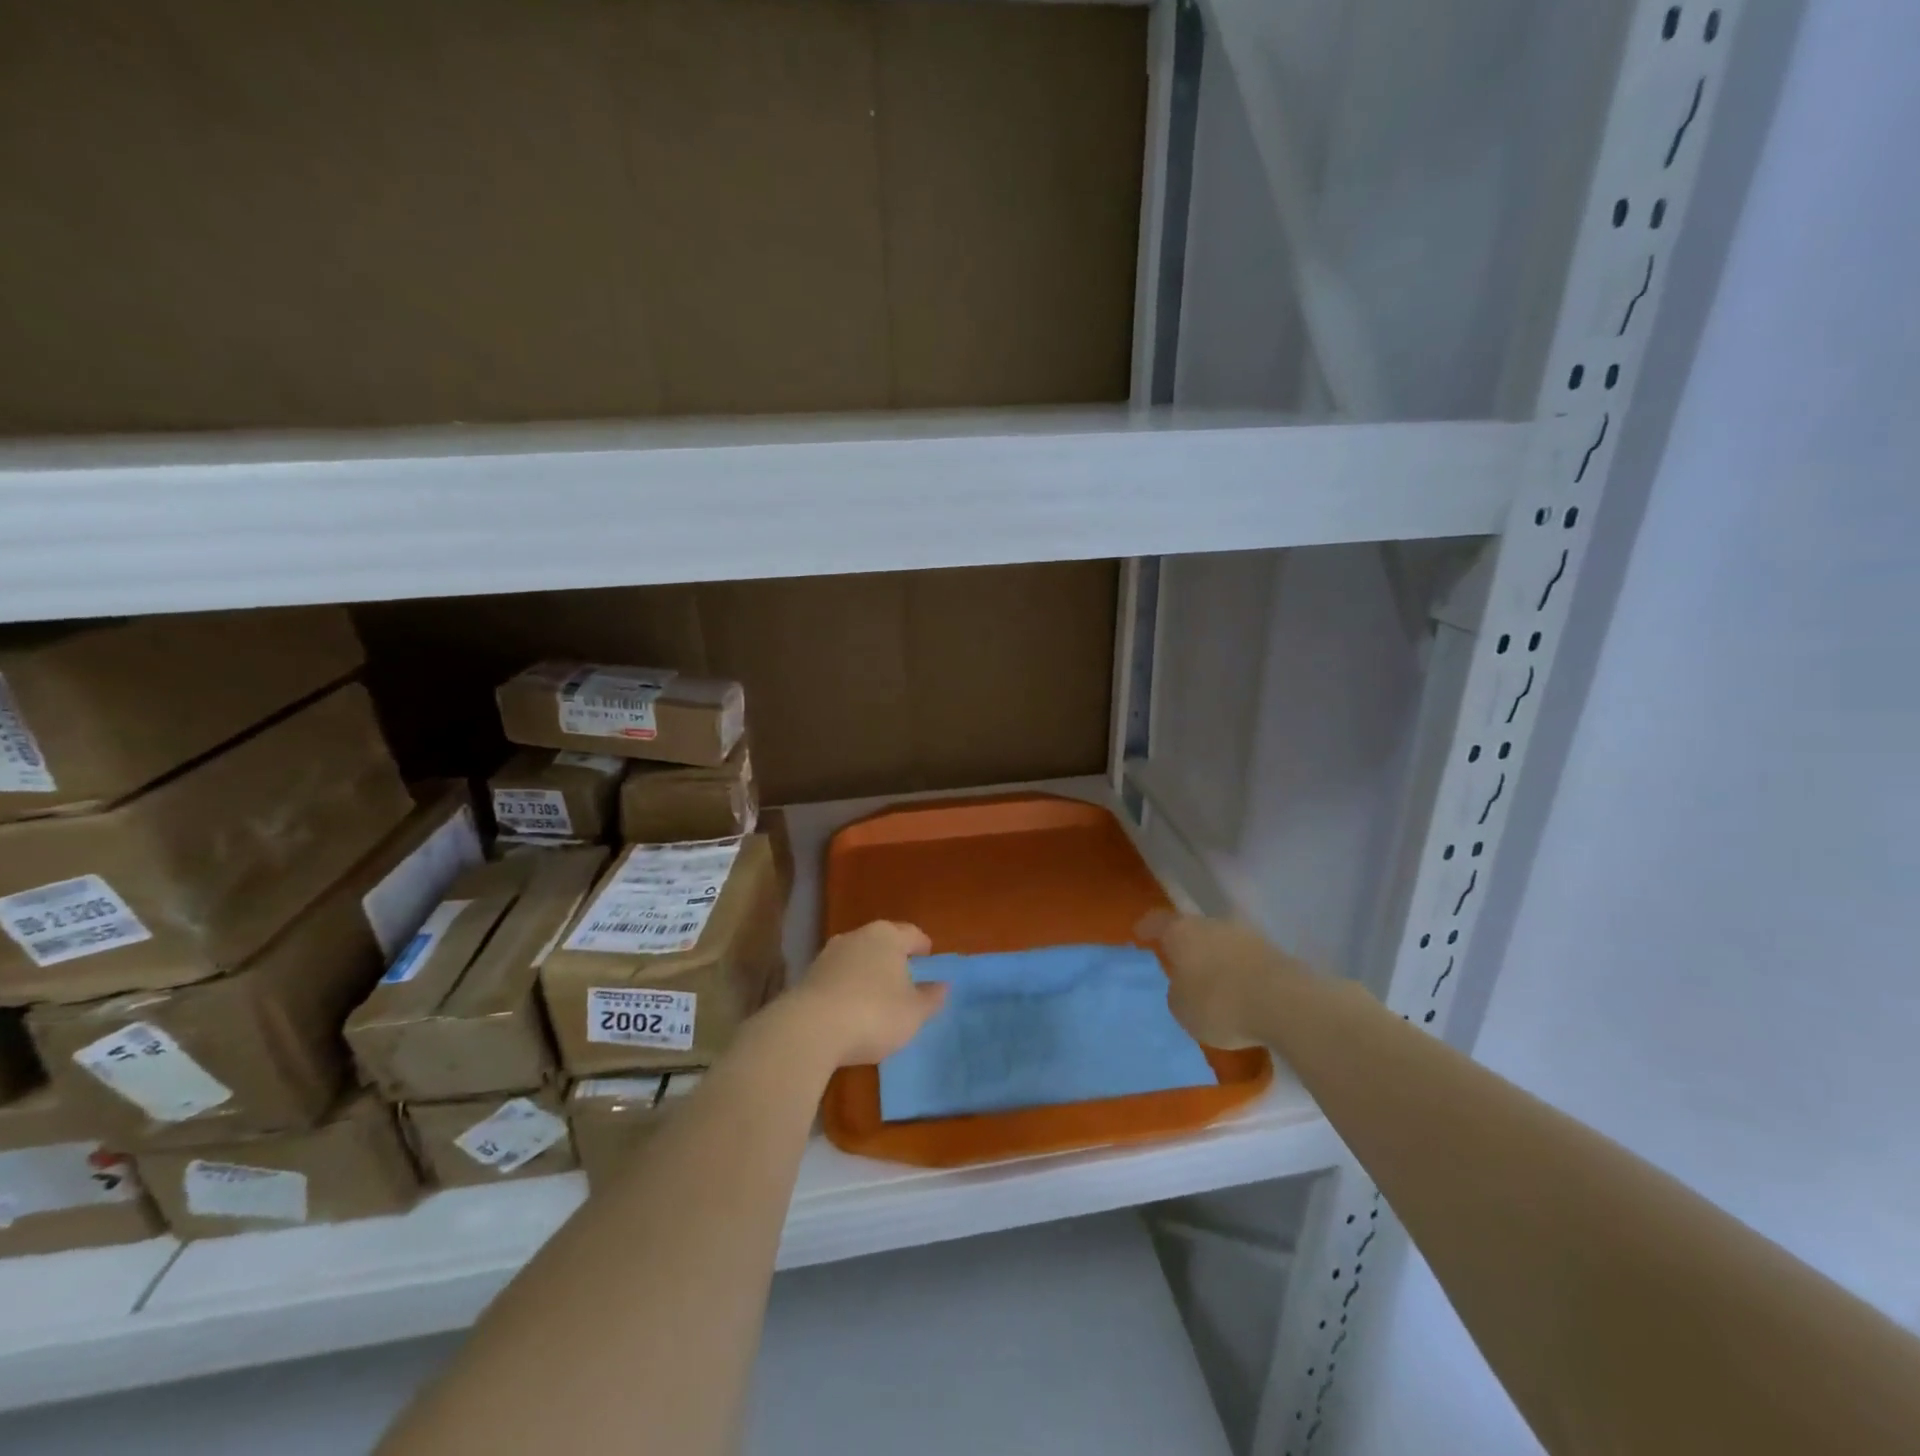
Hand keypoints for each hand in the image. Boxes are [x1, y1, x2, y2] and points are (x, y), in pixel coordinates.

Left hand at [788, 920, 945, 1066]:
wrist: (810, 1029)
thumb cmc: (874, 1013)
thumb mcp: (913, 1012)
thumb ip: (931, 997)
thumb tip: (942, 985)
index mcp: (888, 936)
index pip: (912, 934)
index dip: (923, 946)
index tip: (928, 958)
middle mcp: (857, 936)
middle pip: (882, 941)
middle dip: (894, 956)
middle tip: (905, 975)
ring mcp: (829, 954)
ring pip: (858, 957)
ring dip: (868, 970)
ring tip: (877, 993)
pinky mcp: (809, 975)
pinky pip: (838, 976)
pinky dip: (848, 986)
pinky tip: (851, 1007)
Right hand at [1139, 912, 1302, 1050]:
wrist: (1286, 1005)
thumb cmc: (1220, 1004)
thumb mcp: (1182, 1009)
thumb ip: (1177, 992)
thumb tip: (1185, 986)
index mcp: (1182, 932)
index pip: (1158, 921)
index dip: (1148, 928)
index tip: (1140, 934)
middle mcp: (1212, 924)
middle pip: (1193, 929)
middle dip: (1186, 945)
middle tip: (1179, 964)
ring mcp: (1247, 935)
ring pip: (1221, 942)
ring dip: (1216, 957)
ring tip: (1212, 981)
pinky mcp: (1274, 952)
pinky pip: (1246, 959)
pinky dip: (1239, 971)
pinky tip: (1240, 991)